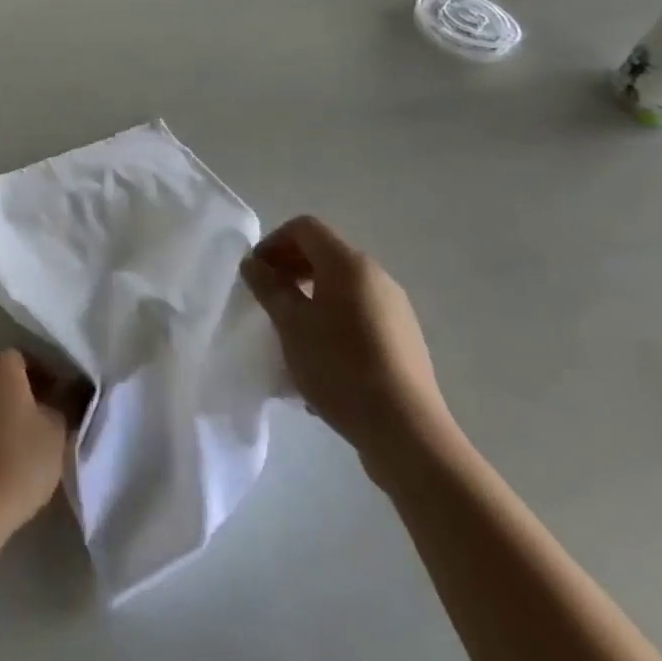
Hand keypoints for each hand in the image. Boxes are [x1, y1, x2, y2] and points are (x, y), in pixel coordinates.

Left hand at [0, 351, 70, 548]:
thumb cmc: (17, 463)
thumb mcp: (57, 433)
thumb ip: (66, 403)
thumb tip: (70, 390)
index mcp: (0, 363)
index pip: (28, 360)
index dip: (47, 380)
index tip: (60, 404)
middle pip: (1, 376)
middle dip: (20, 394)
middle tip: (40, 425)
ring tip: (14, 445)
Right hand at [241, 216, 456, 478]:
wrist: (407, 432)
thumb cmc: (340, 368)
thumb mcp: (291, 325)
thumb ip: (269, 288)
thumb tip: (254, 264)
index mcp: (348, 264)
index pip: (305, 228)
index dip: (274, 242)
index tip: (256, 273)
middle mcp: (376, 276)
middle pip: (325, 254)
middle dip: (290, 269)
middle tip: (267, 299)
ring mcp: (395, 308)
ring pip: (341, 286)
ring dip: (310, 296)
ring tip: (291, 332)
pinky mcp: (404, 338)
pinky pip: (358, 313)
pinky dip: (333, 319)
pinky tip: (321, 358)